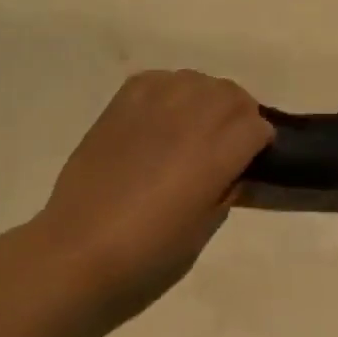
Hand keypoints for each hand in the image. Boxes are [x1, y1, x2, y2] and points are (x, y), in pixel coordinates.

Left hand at [33, 71, 272, 315]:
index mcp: (214, 155)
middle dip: (239, 114)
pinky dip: (169, 90)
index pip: (257, 126)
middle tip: (229, 141)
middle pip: (230, 94)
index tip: (254, 159)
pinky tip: (163, 115)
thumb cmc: (147, 257)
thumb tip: (233, 170)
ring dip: (205, 98)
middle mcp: (188, 119)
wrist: (76, 254)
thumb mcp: (204, 230)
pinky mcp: (120, 106)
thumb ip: (226, 190)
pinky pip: (157, 79)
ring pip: (196, 80)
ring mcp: (152, 107)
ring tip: (195, 125)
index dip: (260, 143)